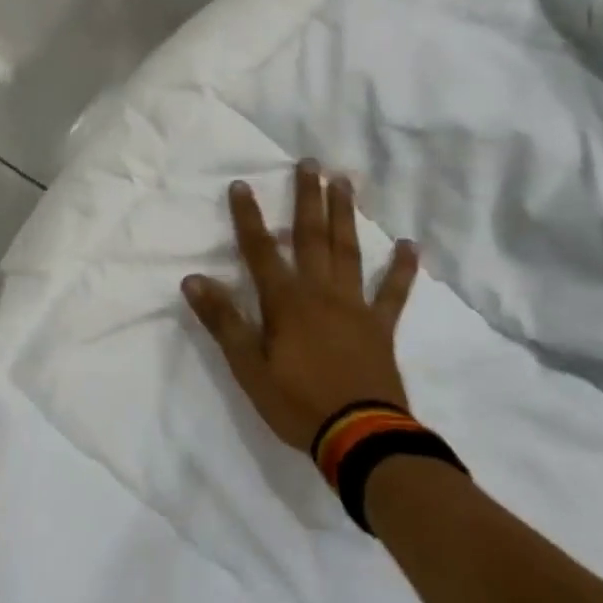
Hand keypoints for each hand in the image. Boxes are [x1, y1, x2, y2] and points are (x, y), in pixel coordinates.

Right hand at [181, 161, 418, 451]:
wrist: (361, 440)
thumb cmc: (297, 403)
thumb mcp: (248, 367)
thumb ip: (223, 320)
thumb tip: (193, 279)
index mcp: (286, 301)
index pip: (261, 250)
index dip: (248, 217)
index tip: (242, 184)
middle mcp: (320, 292)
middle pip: (312, 236)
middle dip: (307, 198)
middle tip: (309, 163)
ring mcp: (355, 307)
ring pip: (348, 251)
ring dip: (344, 215)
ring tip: (344, 182)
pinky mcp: (380, 328)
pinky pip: (392, 292)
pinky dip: (401, 268)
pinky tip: (409, 245)